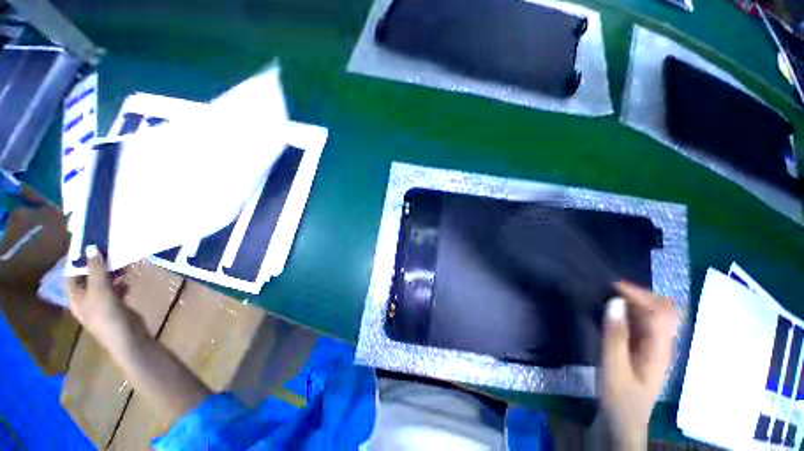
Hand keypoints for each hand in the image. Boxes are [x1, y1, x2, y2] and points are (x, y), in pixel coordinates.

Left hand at [67, 245, 137, 345]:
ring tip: (123, 263)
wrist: (128, 338)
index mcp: (76, 297)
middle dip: (99, 265)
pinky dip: (121, 282)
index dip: (79, 261)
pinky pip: (116, 289)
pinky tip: (130, 278)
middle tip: (111, 252)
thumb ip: (95, 269)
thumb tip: (91, 247)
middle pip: (89, 278)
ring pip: (104, 283)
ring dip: (112, 272)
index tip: (92, 246)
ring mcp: (102, 303)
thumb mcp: (100, 290)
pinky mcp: (116, 306)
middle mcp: (86, 299)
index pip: (72, 275)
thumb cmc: (107, 315)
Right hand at [600, 281, 677, 449]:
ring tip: (607, 294)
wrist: (622, 421)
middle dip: (640, 294)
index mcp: (660, 349)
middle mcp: (662, 343)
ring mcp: (654, 346)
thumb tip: (614, 302)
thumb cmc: (619, 398)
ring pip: (652, 314)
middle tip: (609, 287)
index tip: (612, 285)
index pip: (660, 311)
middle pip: (662, 309)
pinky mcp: (643, 349)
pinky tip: (612, 311)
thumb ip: (615, 335)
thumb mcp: (614, 368)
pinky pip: (641, 323)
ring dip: (634, 301)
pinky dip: (629, 311)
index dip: (640, 294)